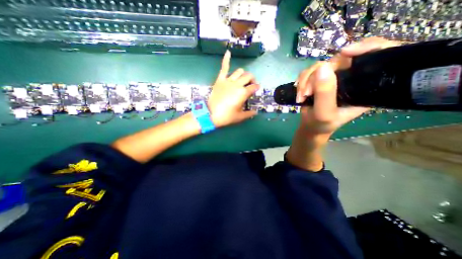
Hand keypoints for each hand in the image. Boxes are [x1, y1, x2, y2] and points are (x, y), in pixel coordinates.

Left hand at [208, 49, 258, 127]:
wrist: (211, 114)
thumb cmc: (227, 116)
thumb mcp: (240, 117)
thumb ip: (249, 114)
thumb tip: (255, 112)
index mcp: (243, 93)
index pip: (254, 87)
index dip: (257, 88)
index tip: (257, 89)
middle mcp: (237, 84)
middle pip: (248, 76)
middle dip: (252, 79)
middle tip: (251, 84)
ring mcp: (228, 80)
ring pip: (239, 71)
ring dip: (243, 74)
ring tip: (243, 78)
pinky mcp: (220, 80)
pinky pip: (223, 67)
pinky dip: (226, 59)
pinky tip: (228, 52)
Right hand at [296, 37, 400, 136]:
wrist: (311, 126)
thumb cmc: (322, 124)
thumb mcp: (324, 113)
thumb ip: (325, 94)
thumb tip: (322, 67)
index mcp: (365, 86)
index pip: (379, 56)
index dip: (367, 46)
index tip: (345, 52)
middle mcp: (351, 77)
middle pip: (339, 60)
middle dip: (317, 75)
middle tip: (307, 93)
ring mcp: (333, 77)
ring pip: (319, 65)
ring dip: (305, 81)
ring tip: (301, 96)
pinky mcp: (318, 79)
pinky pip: (308, 71)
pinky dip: (301, 82)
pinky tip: (299, 94)